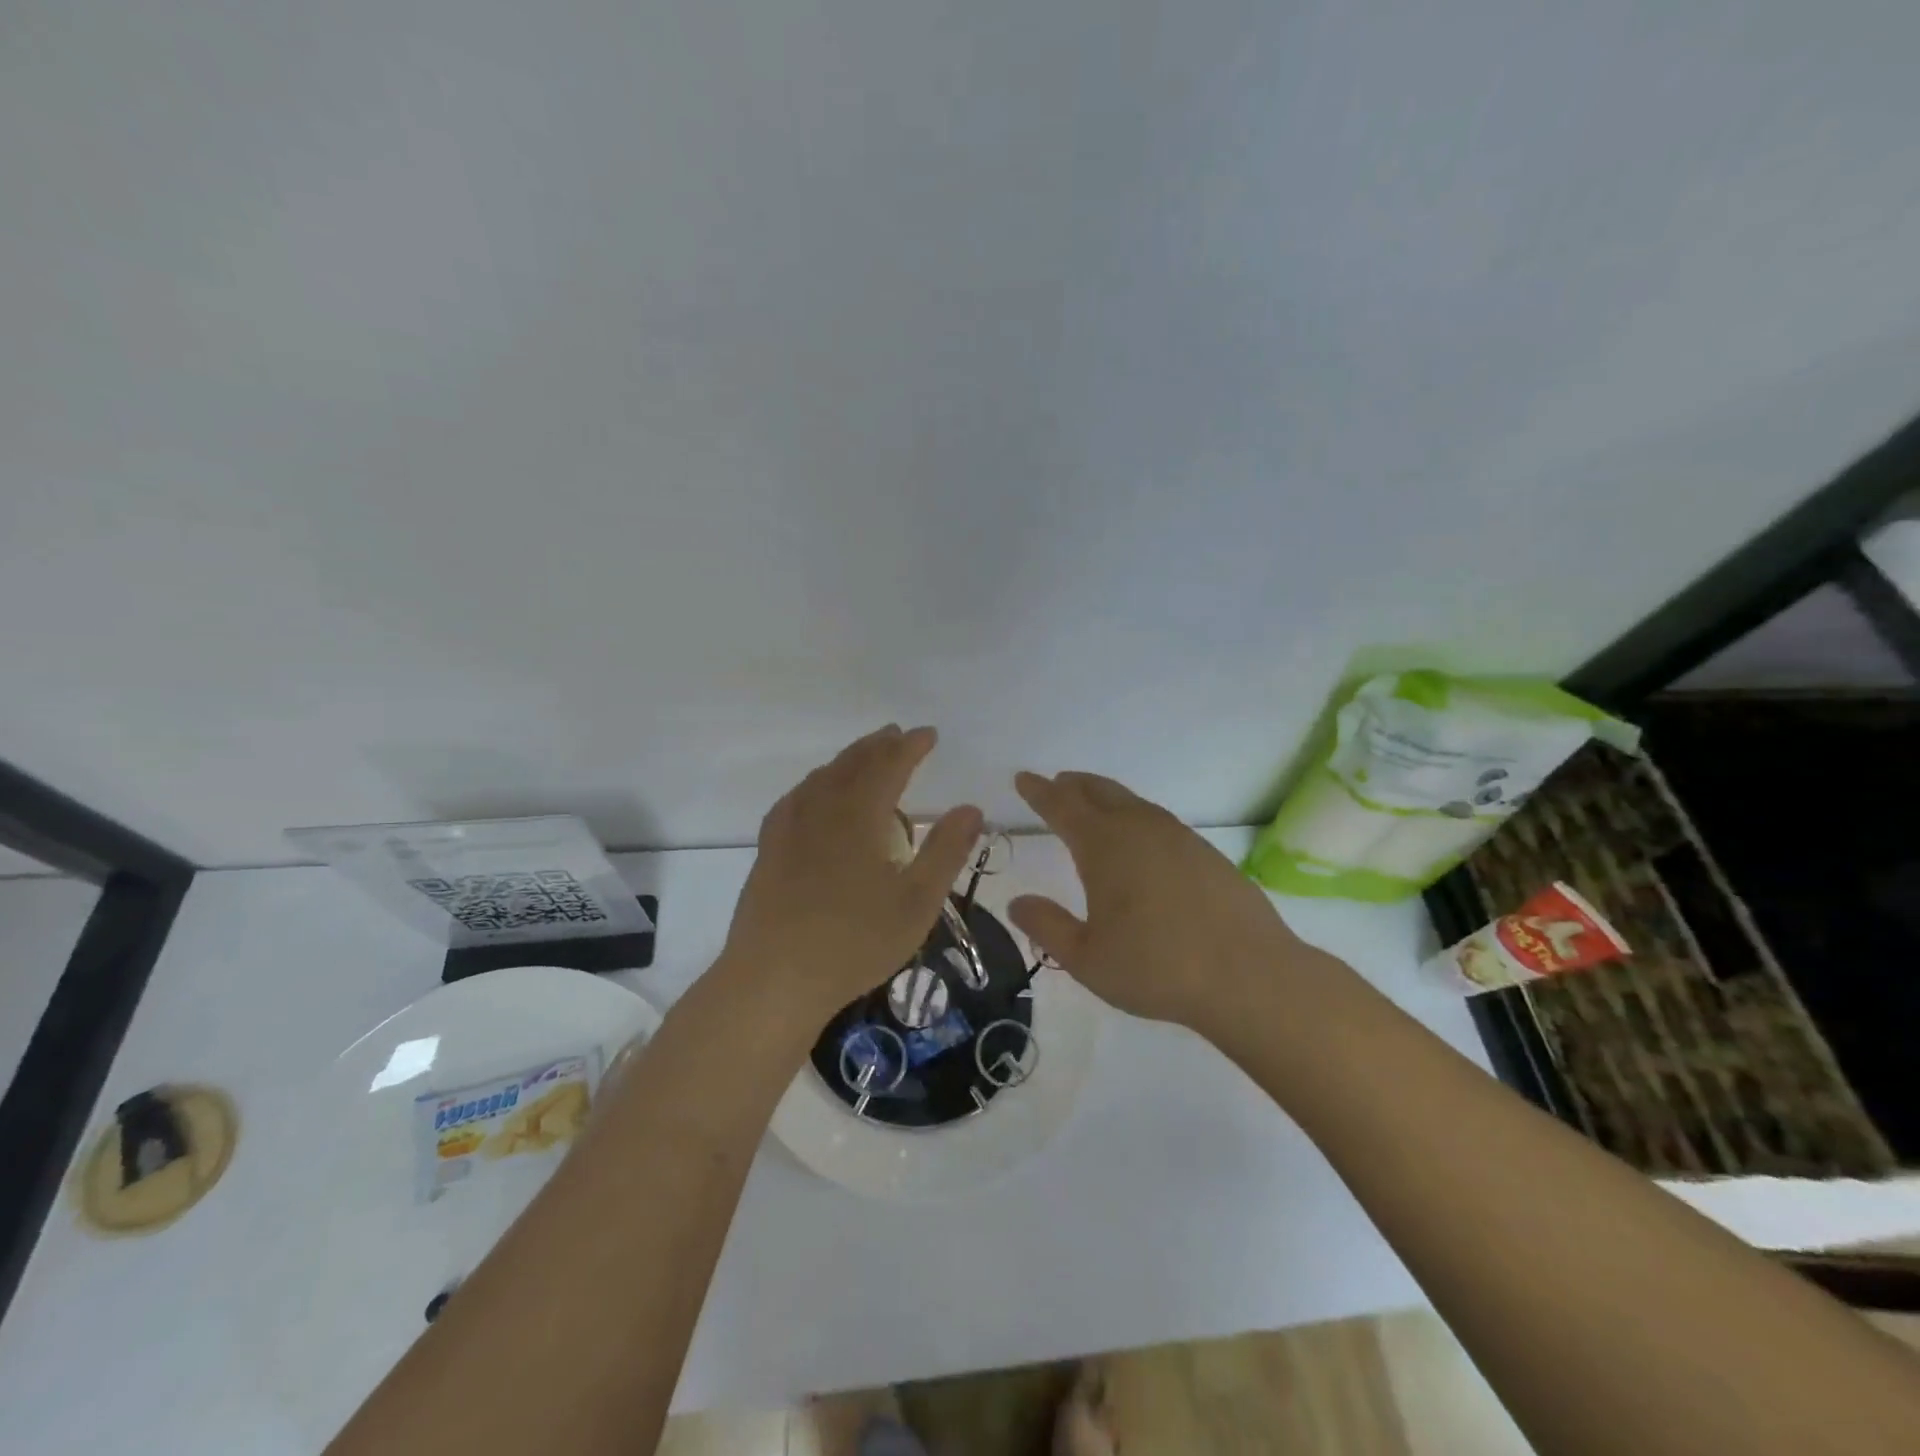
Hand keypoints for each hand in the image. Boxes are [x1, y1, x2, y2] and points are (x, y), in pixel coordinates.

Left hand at [723, 726, 982, 1017]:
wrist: (774, 978)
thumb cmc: (856, 942)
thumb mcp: (917, 902)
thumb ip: (947, 851)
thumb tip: (971, 808)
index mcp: (860, 816)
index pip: (889, 765)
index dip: (911, 747)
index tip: (929, 734)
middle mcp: (822, 809)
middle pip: (852, 764)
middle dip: (879, 746)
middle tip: (898, 735)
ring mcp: (789, 828)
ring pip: (822, 777)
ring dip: (848, 760)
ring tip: (864, 757)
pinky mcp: (769, 849)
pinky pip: (796, 798)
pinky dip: (815, 783)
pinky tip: (814, 794)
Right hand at [1008, 770, 1325, 1031]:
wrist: (1249, 975)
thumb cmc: (1157, 967)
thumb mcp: (1087, 958)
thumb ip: (1047, 927)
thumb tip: (1018, 903)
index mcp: (1104, 846)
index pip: (1062, 806)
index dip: (1039, 791)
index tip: (1023, 778)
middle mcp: (1139, 829)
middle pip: (1099, 792)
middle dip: (1073, 785)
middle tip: (1057, 783)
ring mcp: (1178, 837)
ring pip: (1133, 803)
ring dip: (1106, 797)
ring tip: (1094, 805)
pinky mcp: (1207, 853)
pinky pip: (1159, 821)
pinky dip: (1137, 817)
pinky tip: (1141, 840)